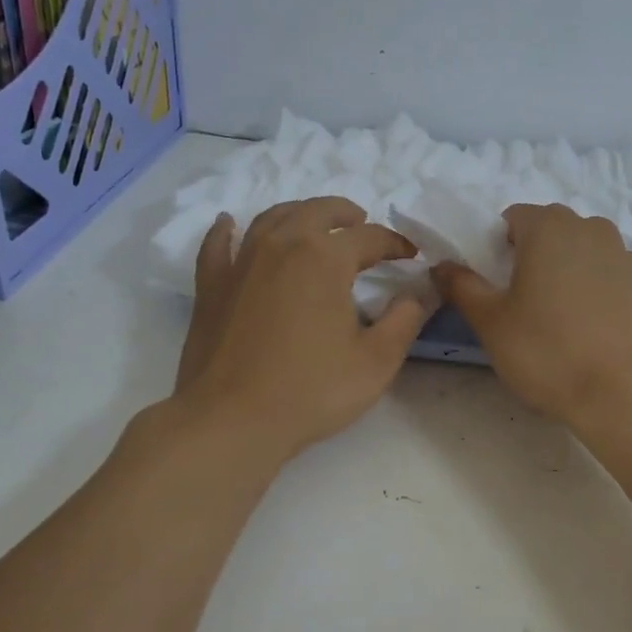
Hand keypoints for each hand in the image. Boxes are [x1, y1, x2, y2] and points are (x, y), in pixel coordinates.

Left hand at [174, 197, 431, 463]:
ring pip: (272, 218)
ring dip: (300, 213)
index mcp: (325, 258)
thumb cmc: (311, 391)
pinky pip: (218, 244)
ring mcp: (241, 262)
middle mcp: (281, 245)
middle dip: (346, 214)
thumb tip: (420, 293)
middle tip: (363, 224)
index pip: (369, 237)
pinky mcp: (211, 286)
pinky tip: (231, 224)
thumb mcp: (376, 361)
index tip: (411, 256)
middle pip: (318, 211)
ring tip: (314, 222)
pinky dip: (228, 230)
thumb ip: (405, 321)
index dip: (395, 244)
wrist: (231, 420)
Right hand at [432, 204, 631, 428]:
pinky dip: (593, 291)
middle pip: (549, 231)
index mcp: (549, 226)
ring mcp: (625, 255)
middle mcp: (591, 228)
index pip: (512, 218)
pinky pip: (607, 276)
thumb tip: (442, 266)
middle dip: (531, 257)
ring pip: (581, 253)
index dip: (496, 247)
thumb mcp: (491, 322)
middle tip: (520, 303)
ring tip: (557, 318)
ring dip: (564, 272)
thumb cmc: (548, 351)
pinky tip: (588, 329)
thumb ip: (462, 286)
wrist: (627, 394)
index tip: (493, 284)